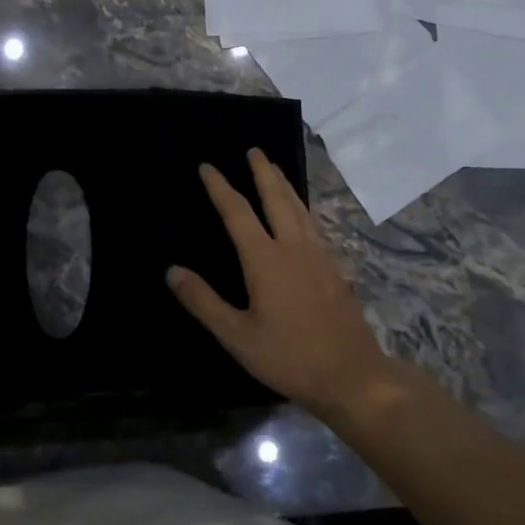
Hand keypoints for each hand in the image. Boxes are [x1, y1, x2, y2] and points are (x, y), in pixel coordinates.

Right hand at [167, 150, 387, 412]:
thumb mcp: (237, 336)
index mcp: (265, 259)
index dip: (220, 187)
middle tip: (253, 150)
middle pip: (276, 199)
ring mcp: (318, 256)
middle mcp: (293, 248)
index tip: (206, 167)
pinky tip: (302, 216)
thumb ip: (204, 302)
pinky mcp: (334, 270)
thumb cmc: (289, 356)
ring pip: (299, 209)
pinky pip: (313, 225)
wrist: (352, 375)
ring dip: (285, 185)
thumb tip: (172, 271)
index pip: (237, 213)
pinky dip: (301, 208)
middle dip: (262, 172)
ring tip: (276, 169)